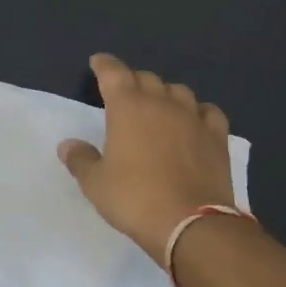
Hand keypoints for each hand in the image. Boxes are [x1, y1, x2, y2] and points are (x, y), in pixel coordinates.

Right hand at [57, 53, 235, 260]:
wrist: (190, 223)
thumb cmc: (134, 199)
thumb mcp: (96, 184)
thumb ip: (81, 159)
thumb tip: (68, 145)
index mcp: (128, 108)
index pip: (114, 73)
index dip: (104, 65)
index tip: (98, 62)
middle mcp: (162, 103)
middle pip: (146, 79)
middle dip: (133, 81)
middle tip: (125, 94)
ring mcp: (193, 118)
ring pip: (178, 91)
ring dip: (165, 94)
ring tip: (159, 107)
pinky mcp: (217, 137)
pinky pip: (208, 112)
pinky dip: (198, 111)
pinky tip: (195, 121)